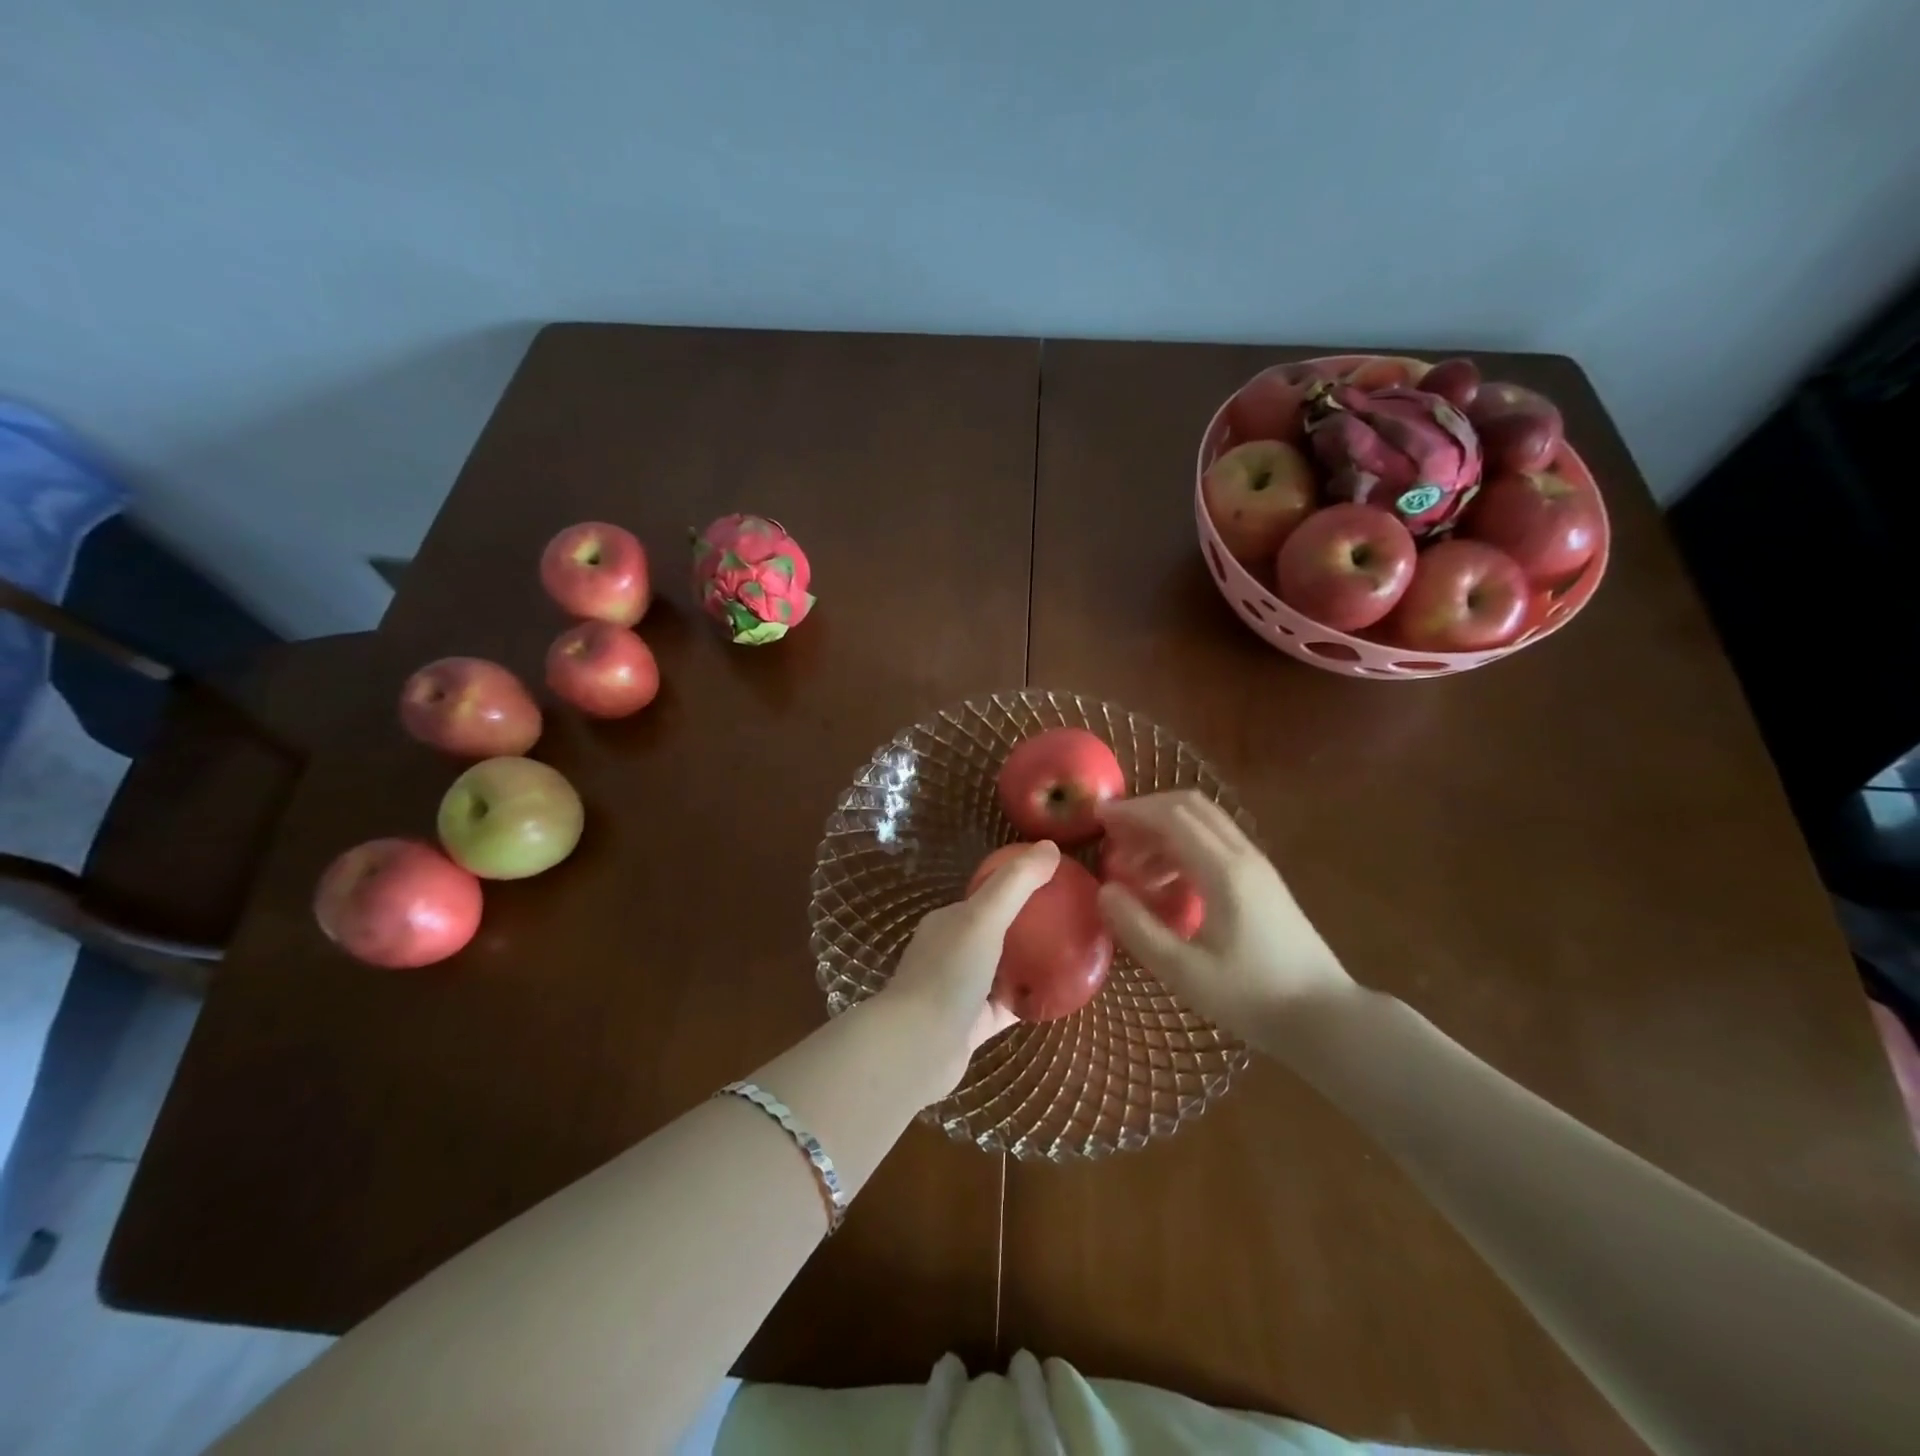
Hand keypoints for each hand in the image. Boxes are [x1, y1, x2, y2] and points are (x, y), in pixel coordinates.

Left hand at [880, 841, 1059, 1092]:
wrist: (918, 1047)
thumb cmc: (949, 973)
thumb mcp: (984, 917)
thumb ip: (1016, 883)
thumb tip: (1051, 845)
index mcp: (948, 922)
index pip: (986, 898)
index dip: (1018, 888)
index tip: (1055, 886)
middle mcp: (951, 952)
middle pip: (997, 933)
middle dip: (1029, 926)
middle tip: (1070, 922)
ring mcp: (960, 991)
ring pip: (1002, 971)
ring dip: (1030, 963)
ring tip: (1071, 954)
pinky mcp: (972, 1026)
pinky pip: (1008, 1006)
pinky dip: (1029, 999)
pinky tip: (1060, 996)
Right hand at [1095, 792, 1356, 1051]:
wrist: (1325, 1017)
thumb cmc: (1252, 996)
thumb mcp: (1184, 972)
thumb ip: (1139, 928)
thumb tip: (1105, 891)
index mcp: (1224, 871)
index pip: (1173, 817)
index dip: (1133, 811)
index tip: (1099, 817)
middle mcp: (1243, 856)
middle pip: (1191, 807)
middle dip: (1147, 812)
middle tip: (1113, 835)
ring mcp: (1257, 866)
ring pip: (1205, 824)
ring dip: (1165, 831)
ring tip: (1133, 867)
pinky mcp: (1263, 881)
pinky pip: (1216, 844)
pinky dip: (1184, 848)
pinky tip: (1167, 884)